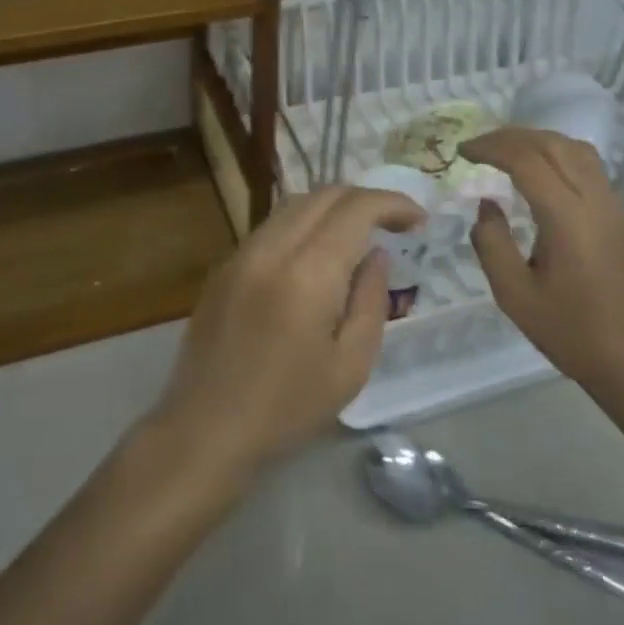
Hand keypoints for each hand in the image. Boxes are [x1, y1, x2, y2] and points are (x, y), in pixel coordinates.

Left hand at [145, 186, 424, 488]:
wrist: (204, 429)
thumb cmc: (287, 408)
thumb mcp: (350, 365)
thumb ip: (370, 300)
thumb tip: (376, 254)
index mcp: (308, 271)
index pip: (356, 208)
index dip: (393, 203)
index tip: (419, 220)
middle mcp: (272, 247)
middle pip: (325, 195)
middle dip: (366, 199)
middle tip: (395, 224)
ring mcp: (242, 252)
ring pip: (295, 204)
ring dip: (333, 207)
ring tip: (360, 233)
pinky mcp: (225, 265)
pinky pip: (272, 226)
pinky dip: (304, 224)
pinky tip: (317, 254)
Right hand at [461, 128, 623, 401]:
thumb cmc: (572, 333)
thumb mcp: (514, 295)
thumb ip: (492, 243)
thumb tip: (487, 205)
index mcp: (567, 218)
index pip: (526, 159)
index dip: (491, 148)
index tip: (463, 153)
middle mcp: (596, 201)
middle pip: (553, 144)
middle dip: (512, 137)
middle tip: (480, 147)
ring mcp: (617, 207)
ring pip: (577, 150)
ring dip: (539, 142)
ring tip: (509, 154)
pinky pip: (591, 169)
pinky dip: (559, 158)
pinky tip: (542, 179)